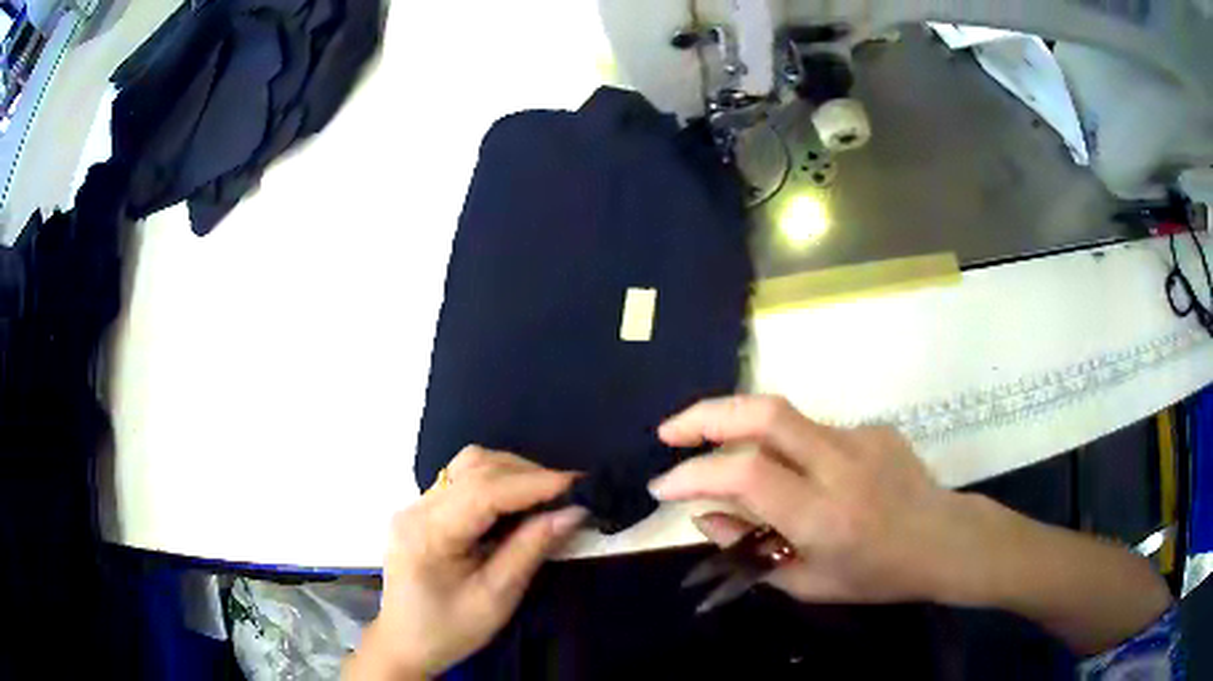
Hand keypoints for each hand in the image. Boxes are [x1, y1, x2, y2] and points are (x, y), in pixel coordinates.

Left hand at [346, 447, 586, 679]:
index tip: (577, 484)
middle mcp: (417, 508)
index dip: (533, 483)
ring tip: (545, 497)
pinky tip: (516, 504)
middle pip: (474, 468)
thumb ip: (531, 549)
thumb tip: (573, 512)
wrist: (406, 643)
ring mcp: (416, 505)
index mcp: (428, 534)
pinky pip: (462, 480)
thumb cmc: (451, 629)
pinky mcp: (422, 510)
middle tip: (567, 494)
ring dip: (512, 473)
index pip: (483, 491)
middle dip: (526, 474)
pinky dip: (496, 483)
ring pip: (468, 466)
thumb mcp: (497, 597)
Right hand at [649, 395, 986, 604]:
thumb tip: (704, 516)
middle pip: (764, 413)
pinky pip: (815, 432)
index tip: (663, 486)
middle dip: (705, 415)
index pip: (746, 476)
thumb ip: (750, 550)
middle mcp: (840, 464)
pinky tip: (806, 478)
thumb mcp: (808, 583)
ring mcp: (860, 437)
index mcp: (823, 515)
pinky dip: (791, 450)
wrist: (944, 540)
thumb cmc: (876, 575)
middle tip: (670, 432)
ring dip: (741, 430)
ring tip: (724, 457)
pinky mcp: (873, 427)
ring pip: (785, 417)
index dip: (694, 474)